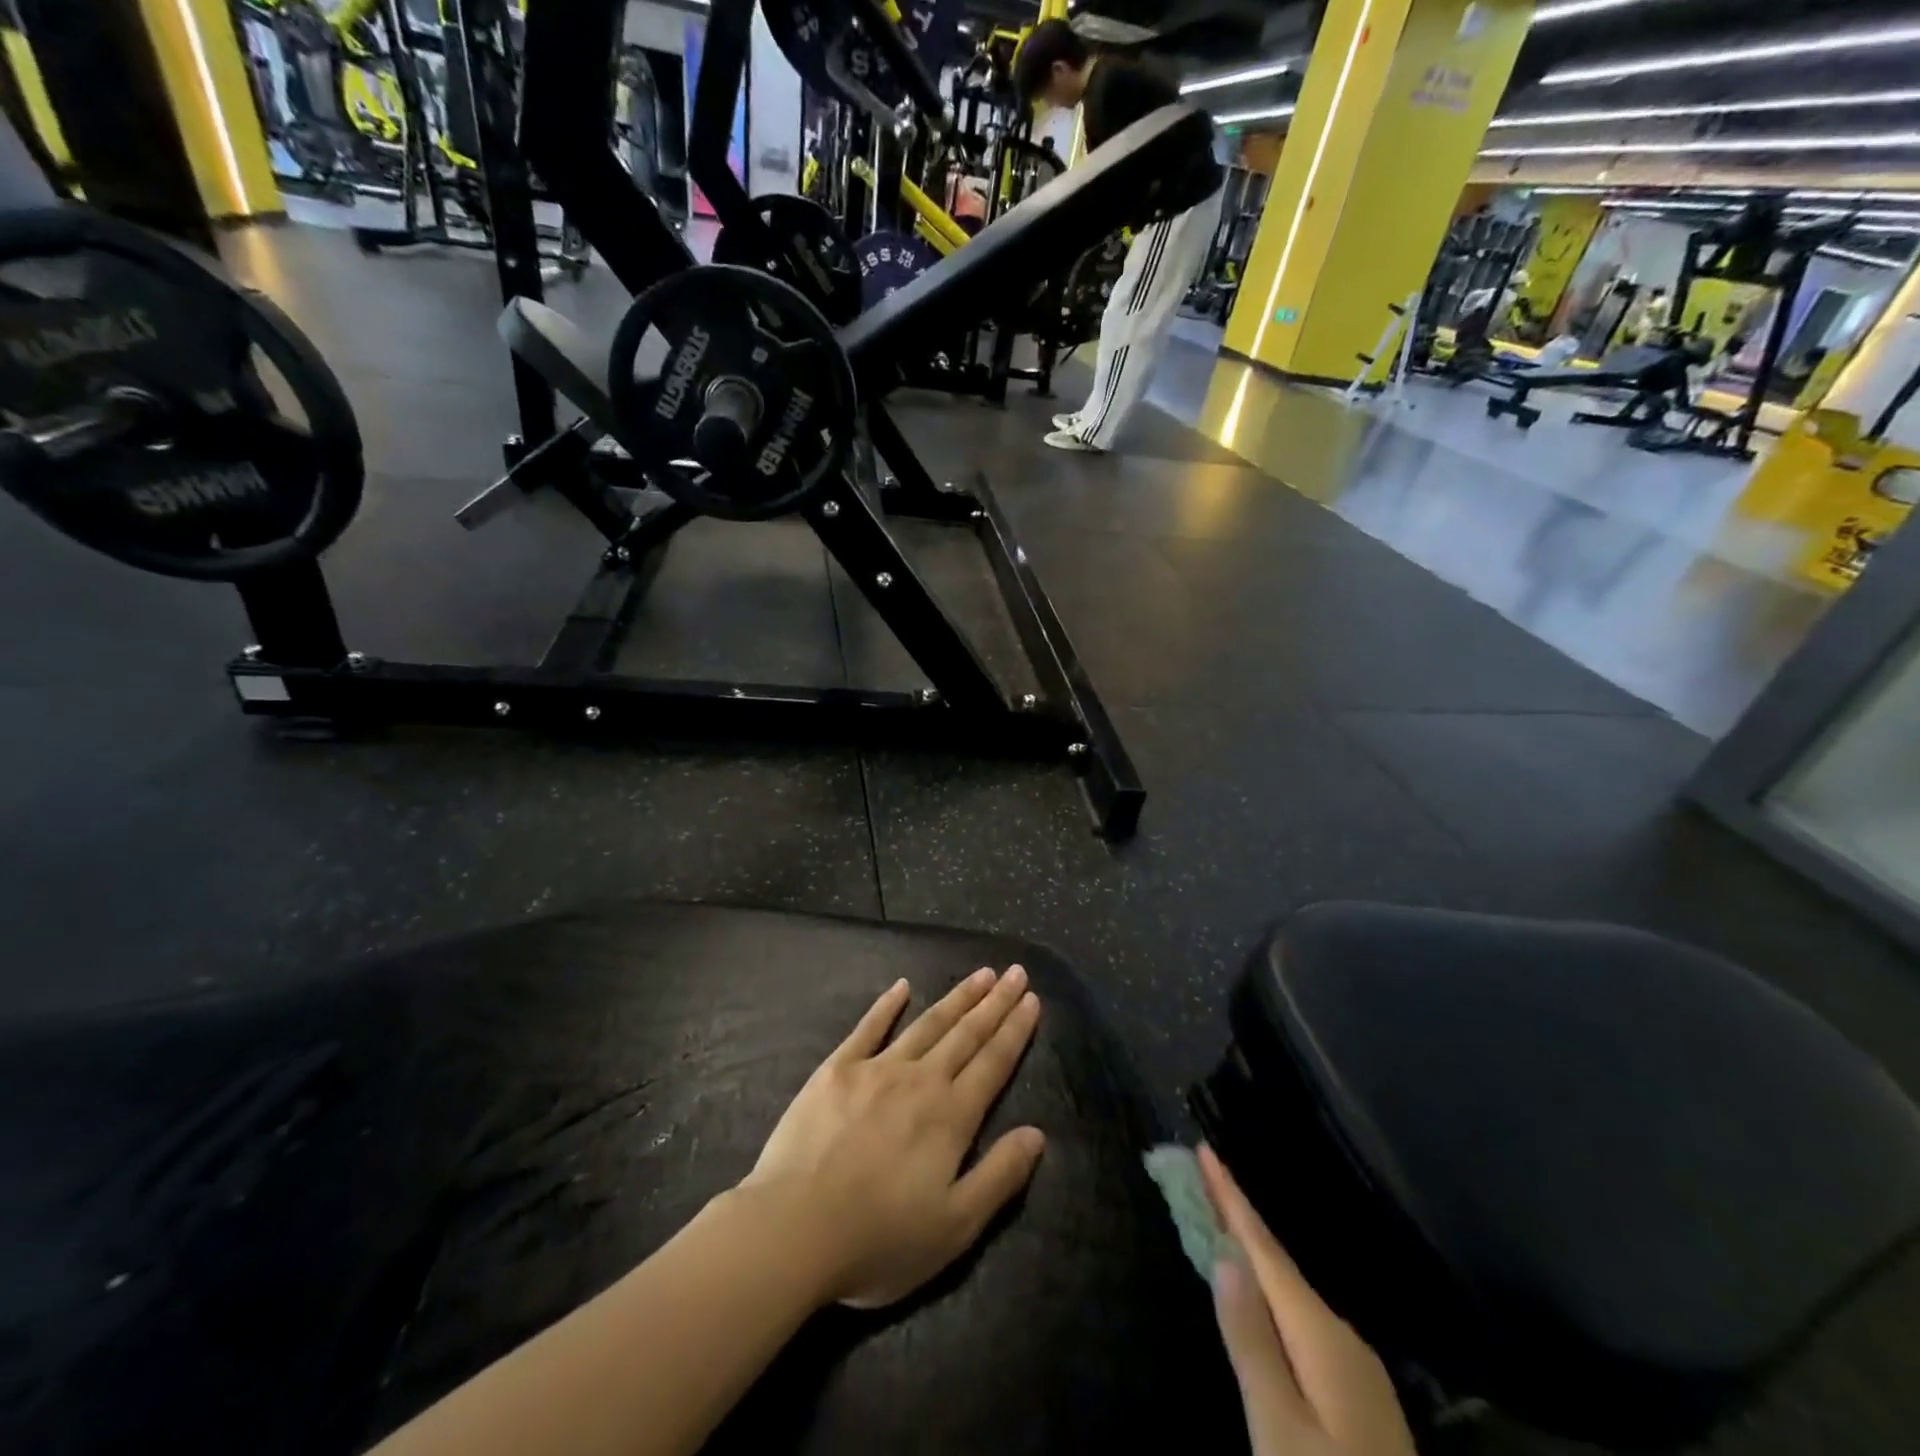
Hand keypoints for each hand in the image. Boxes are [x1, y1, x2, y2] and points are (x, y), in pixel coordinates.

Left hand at [741, 967, 1045, 1309]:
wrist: (793, 1229)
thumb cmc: (879, 1239)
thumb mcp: (955, 1227)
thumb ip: (999, 1176)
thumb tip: (1037, 1134)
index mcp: (951, 1116)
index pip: (993, 1063)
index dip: (1015, 1030)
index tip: (1032, 999)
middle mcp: (920, 1080)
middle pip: (966, 1034)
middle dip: (994, 1002)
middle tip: (1016, 972)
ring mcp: (876, 1069)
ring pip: (927, 1024)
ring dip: (956, 997)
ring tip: (979, 974)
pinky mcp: (836, 1070)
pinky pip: (868, 1028)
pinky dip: (887, 1005)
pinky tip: (902, 986)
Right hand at [1198, 1144, 1415, 1455]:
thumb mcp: (1279, 1430)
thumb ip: (1252, 1341)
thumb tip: (1225, 1255)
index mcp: (1321, 1334)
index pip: (1263, 1248)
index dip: (1230, 1197)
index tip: (1204, 1148)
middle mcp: (1342, 1336)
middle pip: (1277, 1262)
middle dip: (1237, 1215)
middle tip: (1202, 1175)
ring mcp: (1355, 1368)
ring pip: (1290, 1291)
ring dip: (1252, 1252)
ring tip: (1219, 1220)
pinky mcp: (1356, 1396)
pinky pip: (1301, 1318)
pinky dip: (1271, 1289)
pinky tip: (1260, 1292)